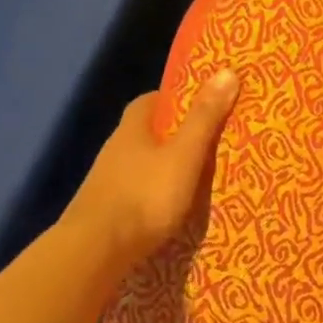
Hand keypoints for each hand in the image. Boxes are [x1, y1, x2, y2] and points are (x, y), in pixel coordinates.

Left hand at [64, 70, 239, 271]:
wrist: (94, 252)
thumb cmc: (144, 196)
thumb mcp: (184, 154)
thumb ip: (205, 118)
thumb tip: (227, 70)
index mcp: (133, 128)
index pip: (152, 100)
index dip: (176, 99)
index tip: (202, 104)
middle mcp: (115, 149)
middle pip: (146, 132)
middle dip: (173, 134)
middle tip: (206, 141)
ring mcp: (106, 181)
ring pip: (140, 163)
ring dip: (162, 166)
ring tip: (195, 177)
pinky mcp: (105, 211)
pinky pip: (135, 192)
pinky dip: (152, 194)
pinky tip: (169, 207)